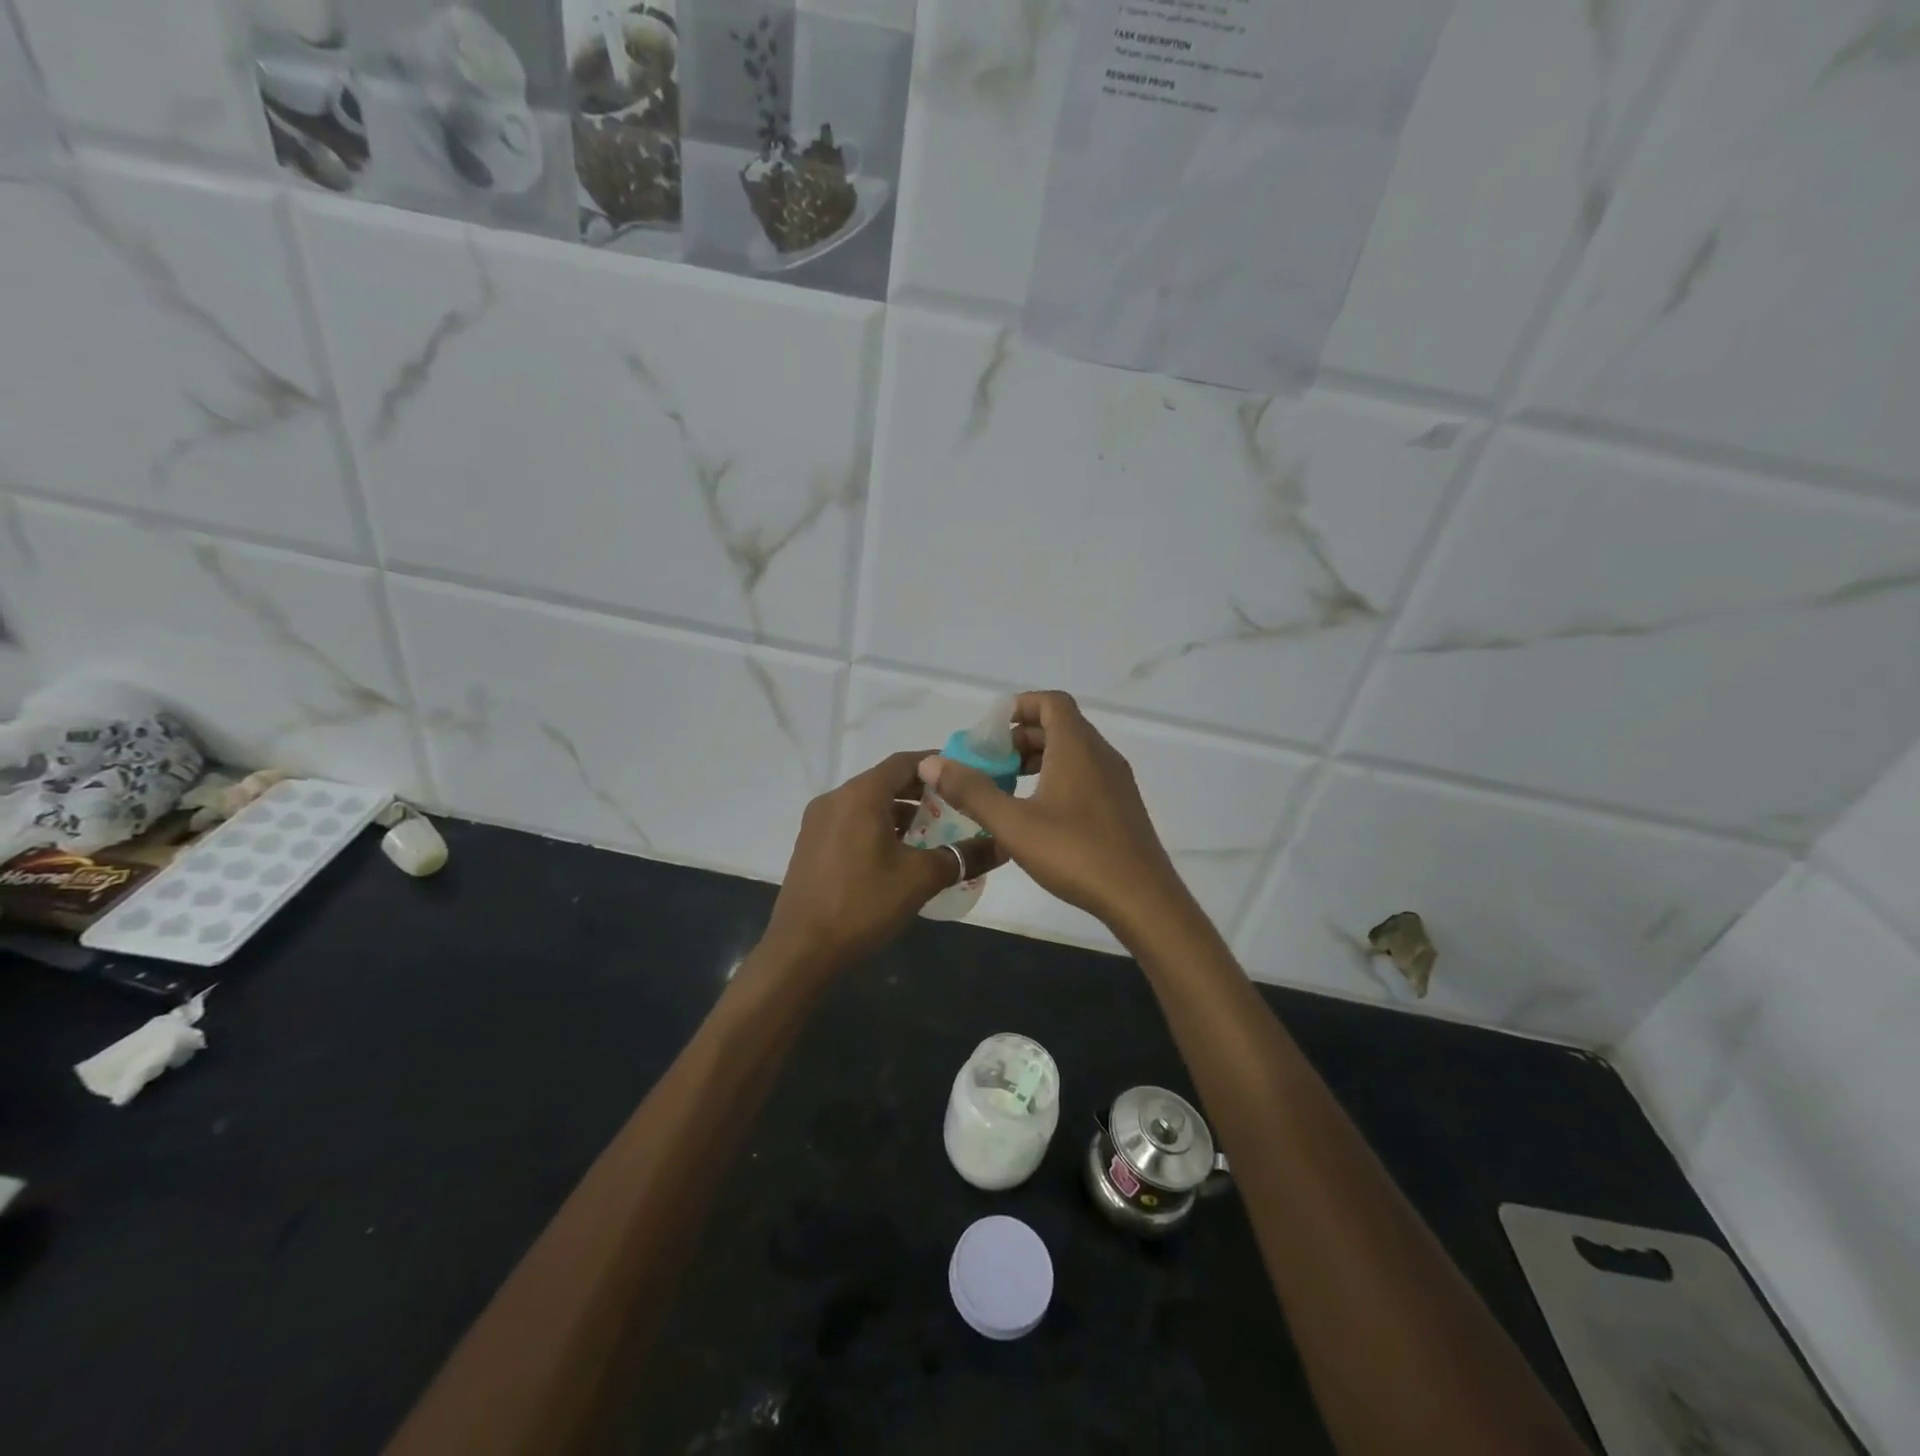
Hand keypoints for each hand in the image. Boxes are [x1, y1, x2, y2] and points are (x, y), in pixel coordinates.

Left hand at [763, 751, 1006, 970]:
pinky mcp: (811, 845)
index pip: (905, 762)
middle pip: (886, 781)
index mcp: (860, 795)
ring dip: (901, 812)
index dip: (938, 764)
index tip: (966, 773)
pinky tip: (899, 854)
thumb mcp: (920, 879)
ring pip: (868, 804)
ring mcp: (818, 822)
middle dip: (923, 791)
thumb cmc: (863, 905)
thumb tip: (1002, 846)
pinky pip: (852, 822)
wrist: (801, 951)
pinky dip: (879, 827)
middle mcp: (835, 798)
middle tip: (958, 804)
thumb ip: (963, 856)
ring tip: (934, 831)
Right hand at [917, 691, 1186, 939]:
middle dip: (1021, 737)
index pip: (1051, 702)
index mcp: (1077, 747)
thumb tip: (932, 764)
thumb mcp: (1014, 824)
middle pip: (1060, 726)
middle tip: (990, 762)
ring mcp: (1116, 781)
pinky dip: (1057, 778)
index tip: (990, 730)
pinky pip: (1085, 774)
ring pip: (1073, 752)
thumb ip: (972, 791)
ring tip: (1007, 786)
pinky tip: (1037, 813)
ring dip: (1038, 759)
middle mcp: (1101, 755)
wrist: (1142, 898)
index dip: (1019, 706)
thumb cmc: (1076, 853)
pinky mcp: (1121, 806)